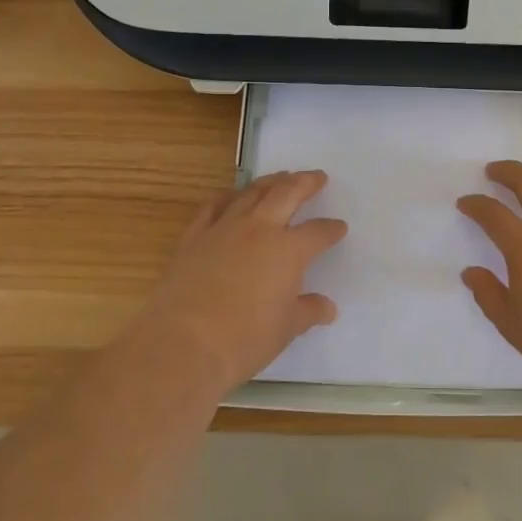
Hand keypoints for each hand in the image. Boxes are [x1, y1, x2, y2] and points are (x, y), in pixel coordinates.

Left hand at [136, 170, 347, 391]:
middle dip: (305, 183)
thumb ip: (308, 311)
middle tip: (317, 177)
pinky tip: (232, 197)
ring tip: (280, 178)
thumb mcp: (286, 329)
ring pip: (251, 193)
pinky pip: (213, 206)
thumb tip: (327, 307)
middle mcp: (259, 229)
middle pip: (287, 193)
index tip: (339, 227)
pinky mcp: (194, 236)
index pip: (318, 232)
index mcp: (289, 250)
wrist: (182, 344)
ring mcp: (224, 228)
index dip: (331, 229)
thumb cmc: (244, 339)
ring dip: (270, 182)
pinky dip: (227, 196)